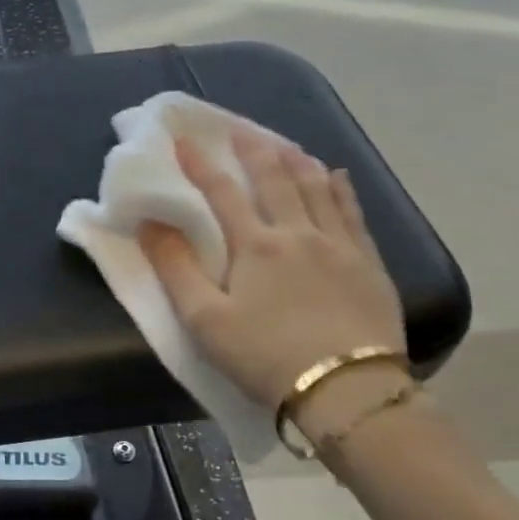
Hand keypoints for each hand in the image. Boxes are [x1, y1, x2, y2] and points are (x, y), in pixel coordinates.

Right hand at [138, 131, 406, 433]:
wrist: (347, 391)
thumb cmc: (265, 356)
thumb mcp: (205, 319)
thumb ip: (175, 268)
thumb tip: (149, 223)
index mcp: (255, 245)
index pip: (222, 192)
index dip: (200, 164)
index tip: (184, 140)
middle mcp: (298, 233)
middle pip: (275, 180)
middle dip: (254, 150)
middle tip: (241, 128)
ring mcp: (339, 246)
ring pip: (317, 189)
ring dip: (297, 161)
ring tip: (285, 144)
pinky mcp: (369, 264)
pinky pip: (353, 213)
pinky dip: (341, 189)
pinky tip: (336, 176)